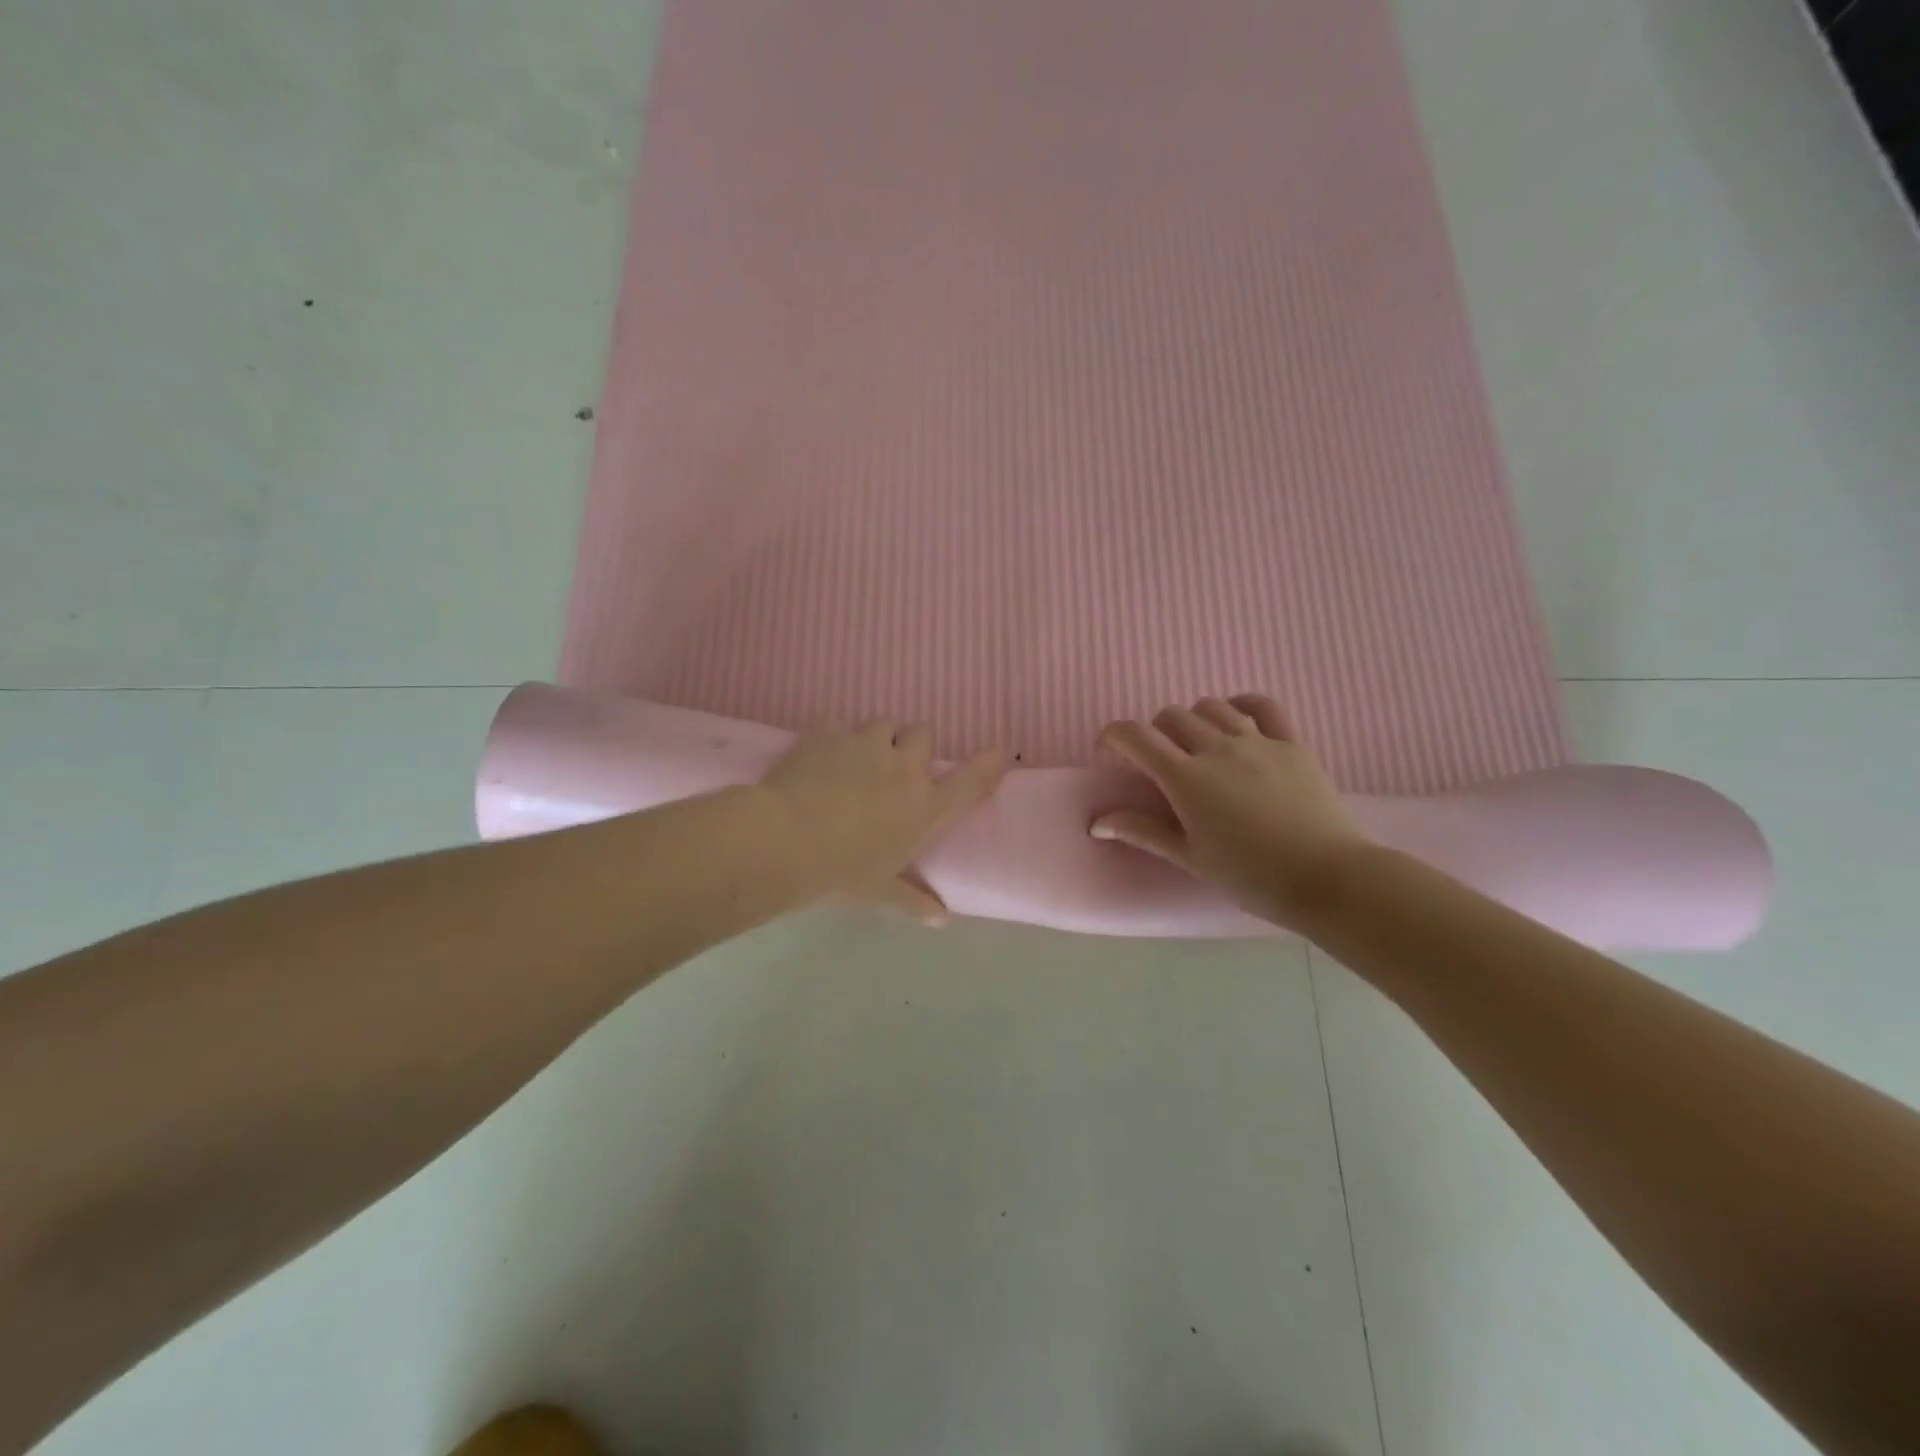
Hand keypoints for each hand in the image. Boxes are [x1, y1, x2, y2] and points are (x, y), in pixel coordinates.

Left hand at [760, 720, 1005, 924]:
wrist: (785, 841)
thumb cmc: (842, 872)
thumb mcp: (880, 892)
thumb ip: (913, 901)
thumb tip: (941, 919)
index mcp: (924, 806)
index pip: (969, 781)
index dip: (986, 764)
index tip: (997, 753)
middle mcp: (903, 767)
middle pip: (922, 733)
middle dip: (912, 745)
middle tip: (895, 766)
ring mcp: (865, 744)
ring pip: (883, 723)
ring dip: (876, 738)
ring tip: (856, 760)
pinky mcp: (828, 732)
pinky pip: (838, 722)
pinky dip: (833, 735)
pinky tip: (820, 754)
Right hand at [1091, 695, 1372, 930]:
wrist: (1327, 879)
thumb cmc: (1250, 875)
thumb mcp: (1190, 857)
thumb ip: (1142, 831)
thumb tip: (1097, 821)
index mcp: (1186, 778)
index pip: (1135, 736)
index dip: (1113, 736)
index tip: (1110, 754)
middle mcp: (1217, 748)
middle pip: (1171, 716)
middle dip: (1154, 734)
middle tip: (1159, 765)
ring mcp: (1258, 740)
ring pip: (1212, 706)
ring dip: (1194, 720)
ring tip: (1198, 748)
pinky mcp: (1292, 743)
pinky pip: (1263, 705)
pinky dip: (1241, 706)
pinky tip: (1237, 721)